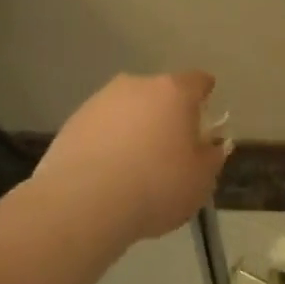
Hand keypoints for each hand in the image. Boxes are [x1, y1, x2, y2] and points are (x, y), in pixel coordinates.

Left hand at [31, 72, 226, 242]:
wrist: (84, 202)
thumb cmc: (156, 186)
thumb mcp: (201, 180)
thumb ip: (211, 157)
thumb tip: (211, 146)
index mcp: (174, 92)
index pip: (198, 81)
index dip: (204, 97)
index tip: (204, 118)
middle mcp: (137, 85)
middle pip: (160, 93)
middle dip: (166, 115)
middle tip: (169, 149)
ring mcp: (101, 100)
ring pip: (127, 108)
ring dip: (134, 127)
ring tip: (134, 166)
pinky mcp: (74, 121)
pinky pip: (101, 127)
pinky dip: (108, 141)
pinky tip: (107, 173)